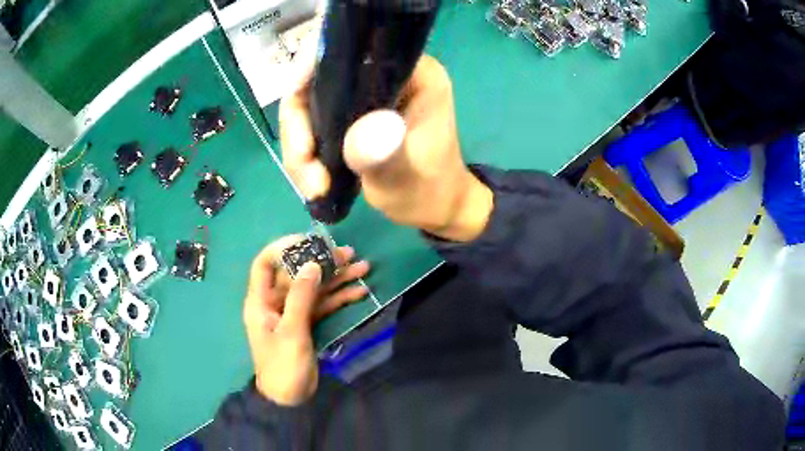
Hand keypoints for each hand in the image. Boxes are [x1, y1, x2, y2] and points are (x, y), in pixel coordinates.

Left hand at [243, 235, 369, 405]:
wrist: (290, 397)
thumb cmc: (283, 365)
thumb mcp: (291, 331)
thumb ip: (301, 297)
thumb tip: (312, 265)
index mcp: (261, 301)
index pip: (265, 264)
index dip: (282, 248)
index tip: (308, 240)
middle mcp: (276, 302)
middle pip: (297, 274)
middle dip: (323, 264)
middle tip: (349, 254)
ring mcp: (293, 312)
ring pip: (314, 289)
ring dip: (337, 279)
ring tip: (363, 268)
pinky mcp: (307, 323)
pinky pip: (323, 305)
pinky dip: (340, 299)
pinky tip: (360, 292)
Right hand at [280, 54, 492, 241]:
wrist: (433, 208)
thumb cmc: (428, 191)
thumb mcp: (405, 177)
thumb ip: (383, 156)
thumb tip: (358, 135)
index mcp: (413, 74)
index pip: (352, 52)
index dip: (312, 71)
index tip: (295, 110)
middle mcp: (386, 74)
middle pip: (319, 78)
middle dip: (300, 125)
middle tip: (305, 167)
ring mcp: (366, 93)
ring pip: (308, 103)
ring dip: (299, 145)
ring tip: (314, 185)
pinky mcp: (353, 112)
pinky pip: (313, 121)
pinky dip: (305, 150)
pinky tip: (313, 179)